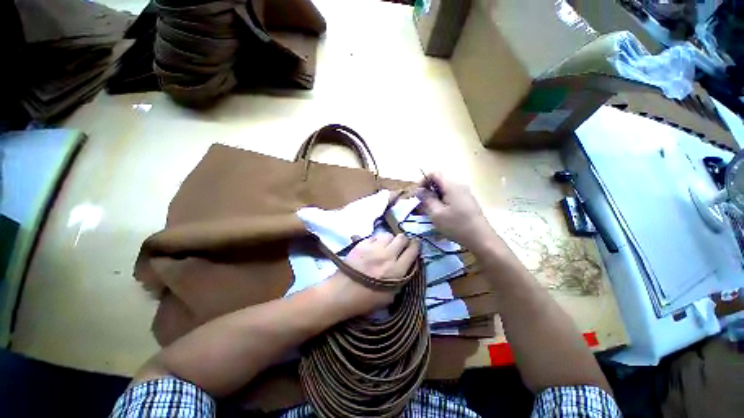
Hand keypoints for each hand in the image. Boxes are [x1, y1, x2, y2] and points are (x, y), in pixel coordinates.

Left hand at [323, 233, 418, 318]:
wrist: (342, 293)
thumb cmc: (367, 299)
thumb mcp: (390, 296)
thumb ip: (401, 279)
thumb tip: (406, 265)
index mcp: (397, 270)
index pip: (412, 251)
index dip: (416, 246)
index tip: (415, 245)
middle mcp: (387, 256)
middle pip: (401, 238)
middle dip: (403, 240)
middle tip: (400, 245)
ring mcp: (374, 248)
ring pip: (388, 234)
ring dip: (389, 240)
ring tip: (385, 246)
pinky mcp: (362, 244)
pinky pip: (374, 236)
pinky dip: (376, 241)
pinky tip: (373, 247)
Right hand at [417, 173, 495, 249]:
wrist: (481, 239)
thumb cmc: (457, 226)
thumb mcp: (436, 214)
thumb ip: (426, 199)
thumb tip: (418, 190)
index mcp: (452, 186)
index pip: (434, 173)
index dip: (423, 181)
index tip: (418, 194)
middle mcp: (459, 185)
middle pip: (439, 181)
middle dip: (427, 191)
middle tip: (421, 205)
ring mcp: (465, 193)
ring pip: (444, 190)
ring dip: (434, 197)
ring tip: (429, 211)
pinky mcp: (467, 201)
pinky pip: (451, 196)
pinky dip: (442, 201)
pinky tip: (440, 214)